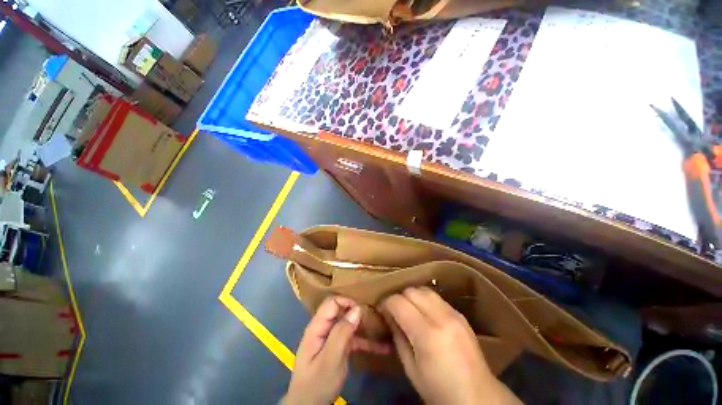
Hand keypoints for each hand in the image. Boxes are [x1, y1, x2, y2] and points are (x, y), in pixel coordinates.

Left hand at [284, 296, 389, 404]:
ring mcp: (332, 338)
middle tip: (376, 315)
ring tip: (383, 328)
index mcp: (317, 326)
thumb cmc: (317, 383)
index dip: (347, 301)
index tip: (363, 309)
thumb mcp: (330, 359)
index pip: (332, 303)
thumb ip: (341, 333)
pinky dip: (366, 342)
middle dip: (358, 311)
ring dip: (365, 327)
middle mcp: (325, 328)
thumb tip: (357, 309)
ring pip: (350, 324)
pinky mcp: (339, 348)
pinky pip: (353, 339)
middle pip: (341, 311)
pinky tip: (383, 347)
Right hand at [382, 287, 521, 404]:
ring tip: (409, 309)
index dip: (386, 303)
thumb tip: (389, 316)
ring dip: (412, 296)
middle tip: (395, 311)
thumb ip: (398, 337)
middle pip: (411, 291)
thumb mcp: (411, 369)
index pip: (398, 302)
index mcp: (427, 335)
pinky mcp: (460, 314)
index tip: (382, 310)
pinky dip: (425, 300)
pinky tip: (424, 313)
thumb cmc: (439, 390)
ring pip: (424, 290)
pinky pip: (436, 297)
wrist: (478, 397)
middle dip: (399, 297)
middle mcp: (441, 317)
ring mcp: (453, 313)